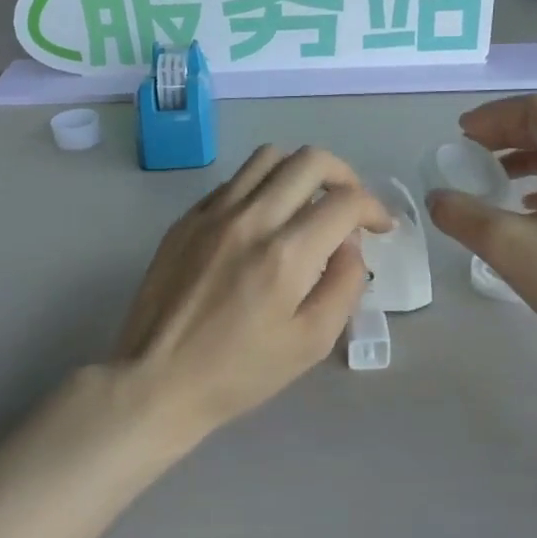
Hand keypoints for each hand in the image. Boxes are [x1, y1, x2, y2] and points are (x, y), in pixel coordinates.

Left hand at [115, 146, 391, 443]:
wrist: (157, 380)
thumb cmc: (239, 372)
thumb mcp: (311, 343)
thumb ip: (344, 285)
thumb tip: (350, 244)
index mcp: (286, 254)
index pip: (345, 201)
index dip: (374, 208)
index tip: (380, 227)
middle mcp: (250, 219)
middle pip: (310, 161)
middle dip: (344, 176)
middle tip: (349, 207)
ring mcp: (213, 213)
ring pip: (269, 157)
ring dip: (300, 172)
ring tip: (307, 204)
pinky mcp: (186, 219)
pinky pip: (234, 181)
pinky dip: (262, 187)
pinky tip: (263, 221)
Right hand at [426, 96, 536, 356]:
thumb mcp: (509, 247)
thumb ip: (464, 216)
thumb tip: (437, 198)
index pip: (534, 110)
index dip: (493, 116)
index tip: (461, 136)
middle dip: (505, 136)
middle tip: (469, 155)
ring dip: (524, 160)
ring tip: (493, 181)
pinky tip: (529, 211)